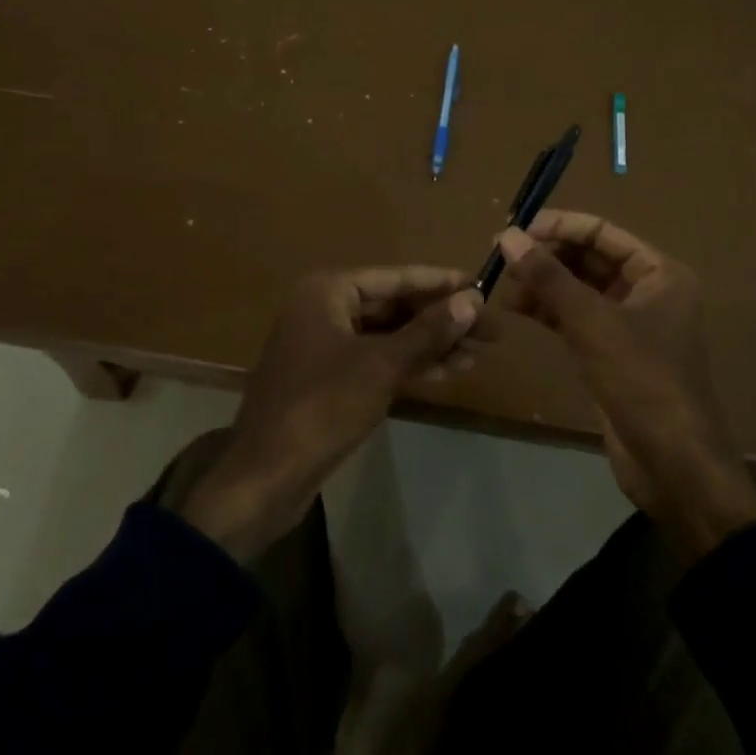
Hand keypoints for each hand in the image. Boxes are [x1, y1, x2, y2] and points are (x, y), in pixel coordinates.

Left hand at [177, 267, 484, 560]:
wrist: (265, 477)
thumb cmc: (322, 407)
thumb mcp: (381, 365)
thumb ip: (428, 331)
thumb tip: (472, 300)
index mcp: (329, 291)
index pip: (397, 277)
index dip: (442, 283)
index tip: (483, 287)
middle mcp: (325, 308)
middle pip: (395, 305)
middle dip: (441, 319)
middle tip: (490, 332)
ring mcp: (325, 344)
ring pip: (389, 335)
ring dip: (431, 345)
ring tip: (477, 355)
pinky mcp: (328, 378)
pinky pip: (377, 360)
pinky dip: (409, 365)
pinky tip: (446, 373)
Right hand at [496, 212, 755, 563]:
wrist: (673, 464)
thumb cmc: (642, 380)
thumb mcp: (593, 323)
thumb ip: (549, 277)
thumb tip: (509, 237)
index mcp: (659, 273)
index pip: (602, 232)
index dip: (559, 226)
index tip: (515, 229)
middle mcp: (647, 291)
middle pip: (589, 259)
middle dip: (547, 257)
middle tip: (502, 259)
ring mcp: (629, 324)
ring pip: (578, 290)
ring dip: (543, 285)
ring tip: (502, 287)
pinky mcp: (611, 353)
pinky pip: (575, 319)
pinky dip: (548, 311)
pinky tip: (517, 309)